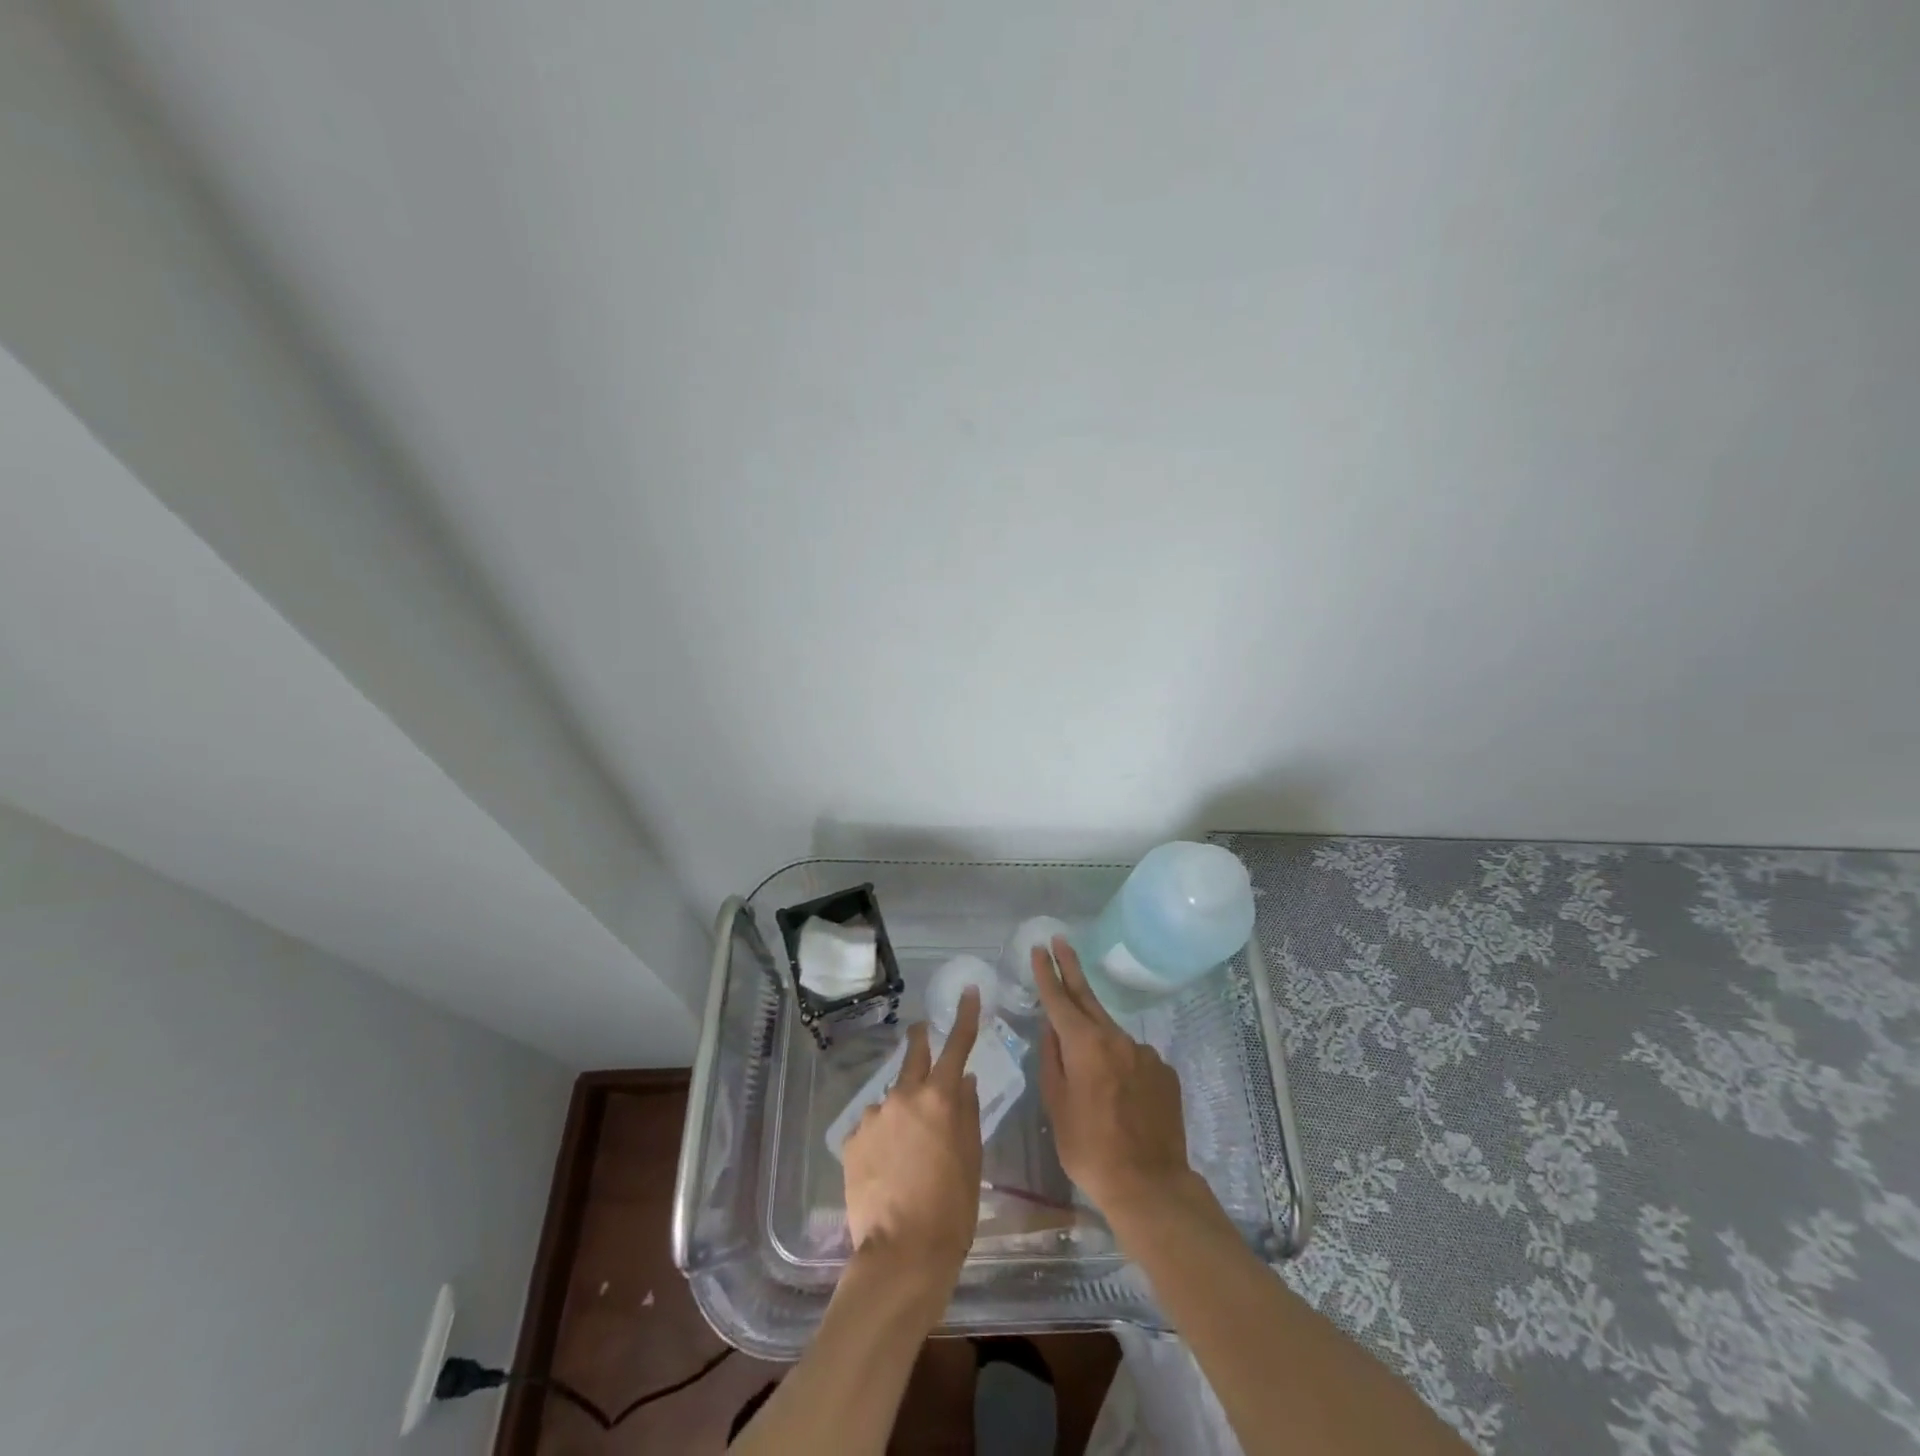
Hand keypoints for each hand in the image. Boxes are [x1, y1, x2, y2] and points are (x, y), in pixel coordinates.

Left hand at [841, 988, 983, 1281]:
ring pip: (892, 1100)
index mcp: (941, 1098)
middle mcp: (904, 1095)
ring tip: (907, 1150)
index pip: (957, 1045)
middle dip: (920, 1041)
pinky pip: (873, 1126)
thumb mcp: (971, 1160)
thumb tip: (965, 1081)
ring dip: (901, 1109)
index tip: (968, 991)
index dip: (965, 1016)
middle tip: (921, 1033)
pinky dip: (882, 1136)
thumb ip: (967, 1113)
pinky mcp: (852, 1139)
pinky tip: (886, 1168)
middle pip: (914, 1055)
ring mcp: (874, 1115)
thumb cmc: (951, 1209)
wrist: (901, 1254)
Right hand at [1032, 937, 1197, 1219]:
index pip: (1059, 999)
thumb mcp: (1056, 1104)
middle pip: (1088, 998)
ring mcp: (1144, 1053)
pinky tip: (1118, 1094)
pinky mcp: (1163, 1071)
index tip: (1039, 947)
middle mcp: (1116, 1038)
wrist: (1150, 1184)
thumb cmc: (1089, 1148)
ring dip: (1095, 1033)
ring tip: (1087, 1064)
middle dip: (1071, 968)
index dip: (1047, 972)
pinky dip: (1120, 1063)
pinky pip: (1133, 1058)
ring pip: (1111, 1034)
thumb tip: (1051, 1029)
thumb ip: (1051, 1059)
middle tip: (1060, 941)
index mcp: (1084, 1044)